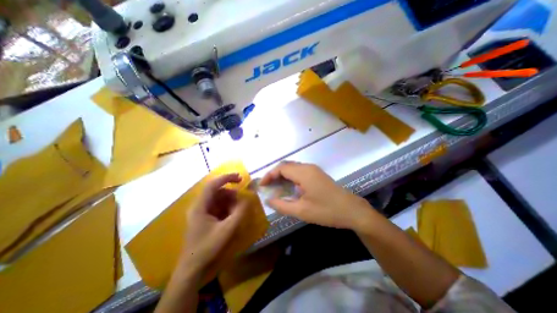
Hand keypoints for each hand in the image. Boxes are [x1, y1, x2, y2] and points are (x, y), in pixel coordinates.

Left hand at [181, 174, 247, 276]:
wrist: (192, 269)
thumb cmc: (208, 248)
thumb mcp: (227, 229)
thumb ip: (240, 212)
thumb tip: (248, 198)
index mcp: (200, 206)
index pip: (213, 184)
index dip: (226, 178)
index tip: (240, 177)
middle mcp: (199, 206)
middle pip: (217, 192)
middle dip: (231, 194)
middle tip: (242, 200)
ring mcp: (201, 212)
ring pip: (218, 199)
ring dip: (230, 202)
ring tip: (237, 211)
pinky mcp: (205, 218)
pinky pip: (218, 207)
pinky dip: (227, 209)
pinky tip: (232, 216)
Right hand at [260, 163, 373, 230]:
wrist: (352, 210)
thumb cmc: (327, 211)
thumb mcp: (302, 211)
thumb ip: (282, 205)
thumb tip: (269, 200)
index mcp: (304, 173)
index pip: (281, 168)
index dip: (269, 175)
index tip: (262, 185)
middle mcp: (308, 167)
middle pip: (286, 166)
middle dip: (274, 175)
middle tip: (268, 186)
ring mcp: (314, 169)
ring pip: (293, 168)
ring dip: (283, 175)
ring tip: (276, 187)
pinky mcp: (318, 174)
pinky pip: (300, 171)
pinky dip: (291, 177)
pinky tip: (289, 187)